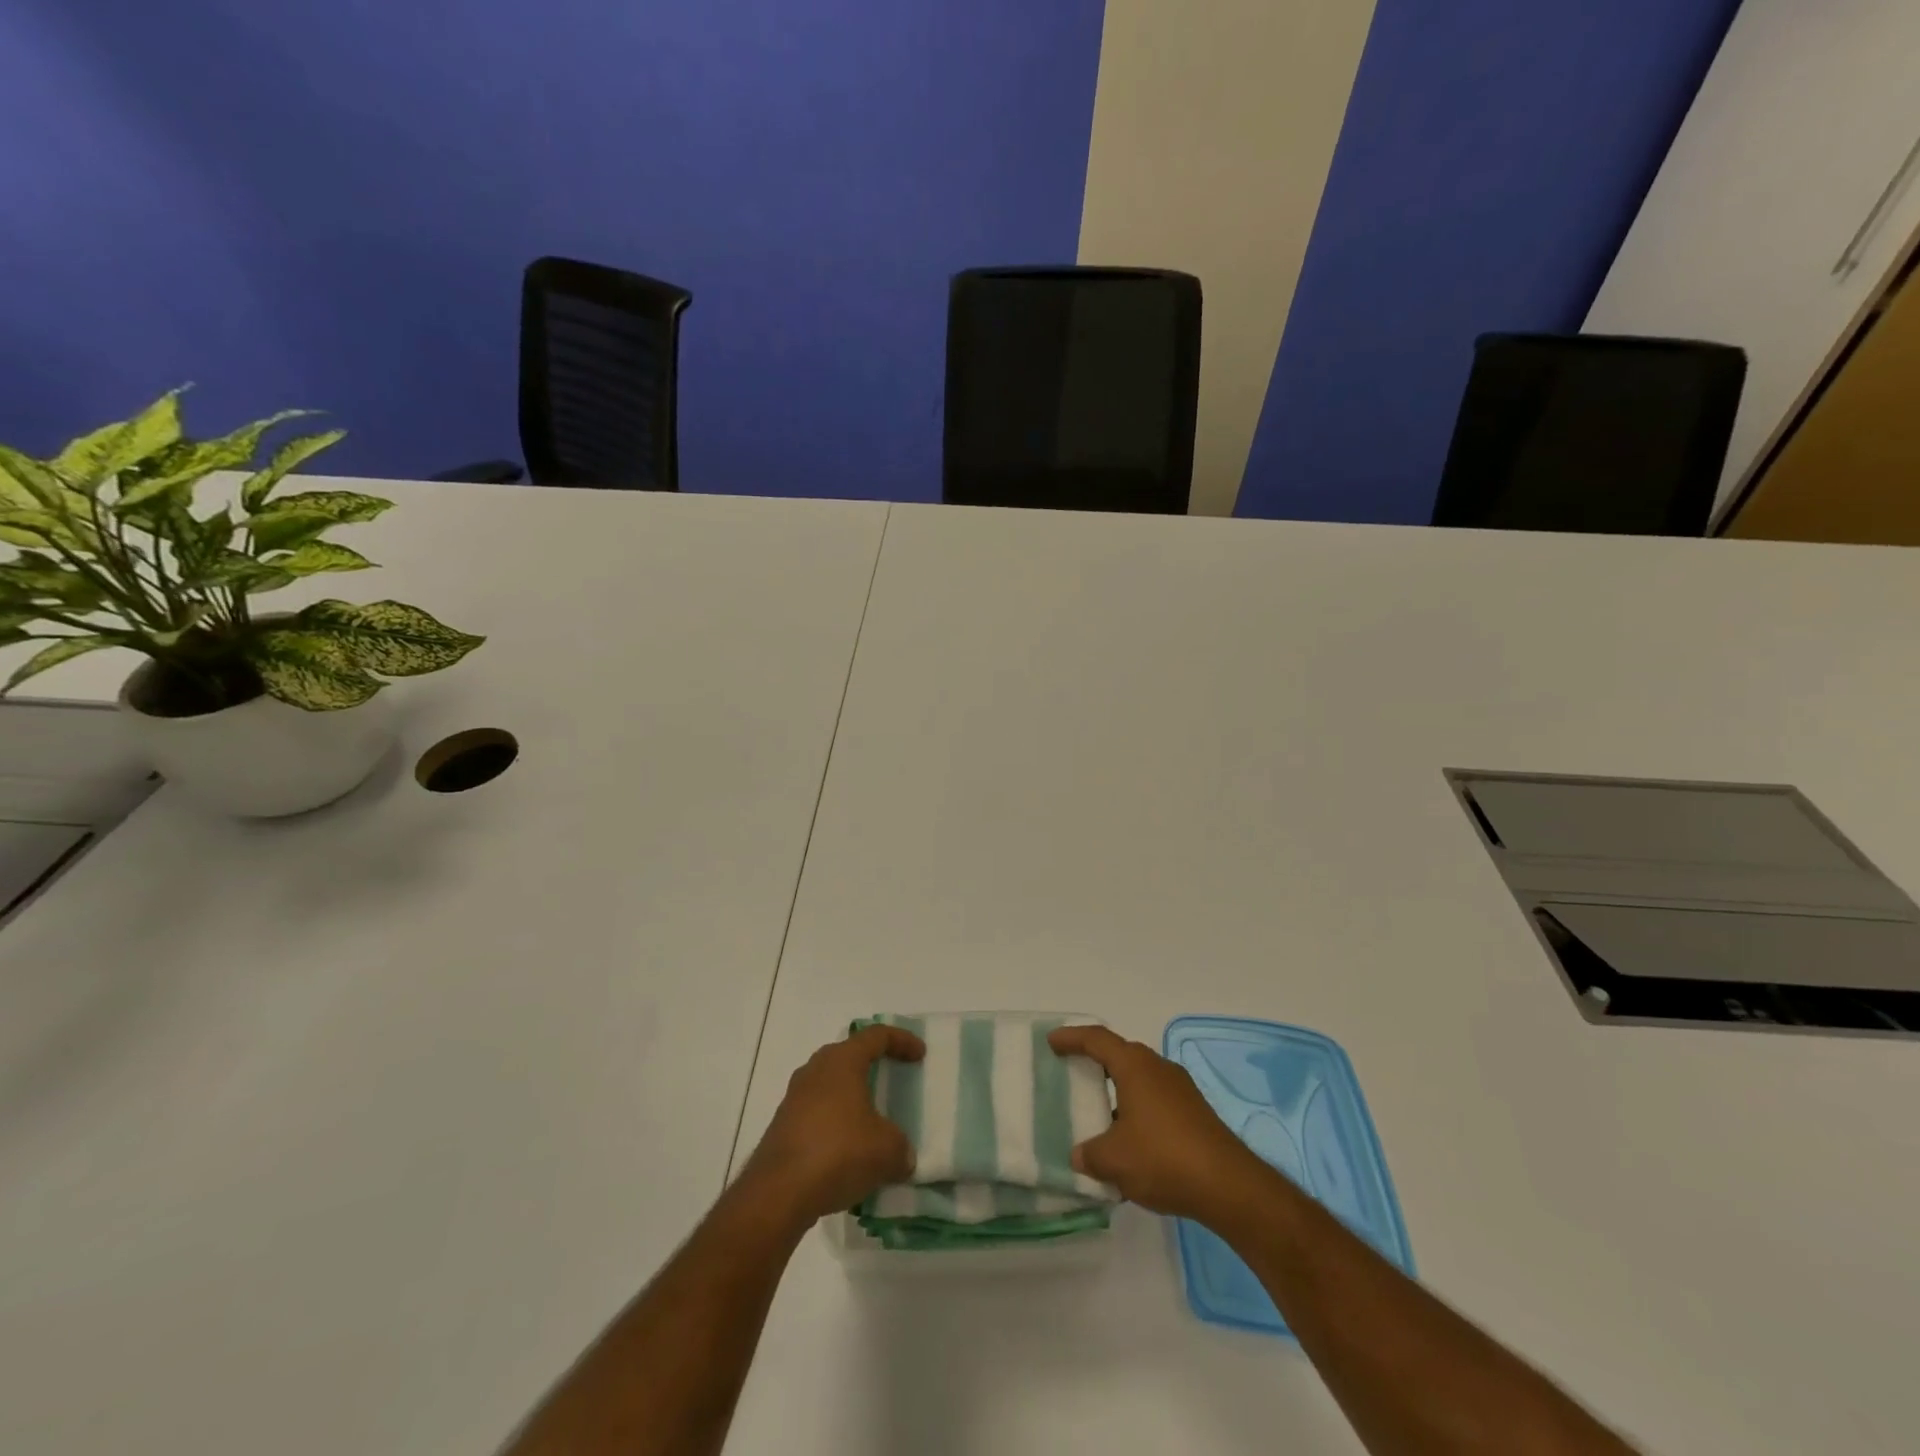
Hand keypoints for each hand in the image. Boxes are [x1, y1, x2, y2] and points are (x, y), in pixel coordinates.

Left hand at [738, 1024, 925, 1230]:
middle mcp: (815, 1070)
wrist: (778, 1193)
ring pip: (830, 1085)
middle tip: (893, 1078)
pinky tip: (848, 1150)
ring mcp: (794, 1098)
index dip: (901, 1040)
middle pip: (848, 1055)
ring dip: (852, 1097)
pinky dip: (836, 1123)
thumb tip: (902, 1156)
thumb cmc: (839, 1153)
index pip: (876, 1036)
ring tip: (872, 1119)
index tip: (919, 1054)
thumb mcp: (887, 1150)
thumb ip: (901, 1147)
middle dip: (872, 1064)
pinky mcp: (783, 1126)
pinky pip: (817, 1113)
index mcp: (842, 1061)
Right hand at [1048, 1024, 1270, 1226]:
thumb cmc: (1163, 1158)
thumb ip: (1089, 1154)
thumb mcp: (1113, 1160)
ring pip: (1140, 1079)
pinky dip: (1136, 1109)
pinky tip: (1130, 1140)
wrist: (1229, 1186)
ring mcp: (1181, 1090)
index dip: (1072, 1037)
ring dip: (1118, 1090)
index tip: (1052, 1041)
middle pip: (1120, 1055)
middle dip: (1096, 1062)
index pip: (1097, 1039)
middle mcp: (1158, 1068)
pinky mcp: (1195, 1113)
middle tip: (1073, 1071)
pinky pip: (1155, 1099)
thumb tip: (1080, 1155)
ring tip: (1098, 1113)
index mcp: (1135, 1066)